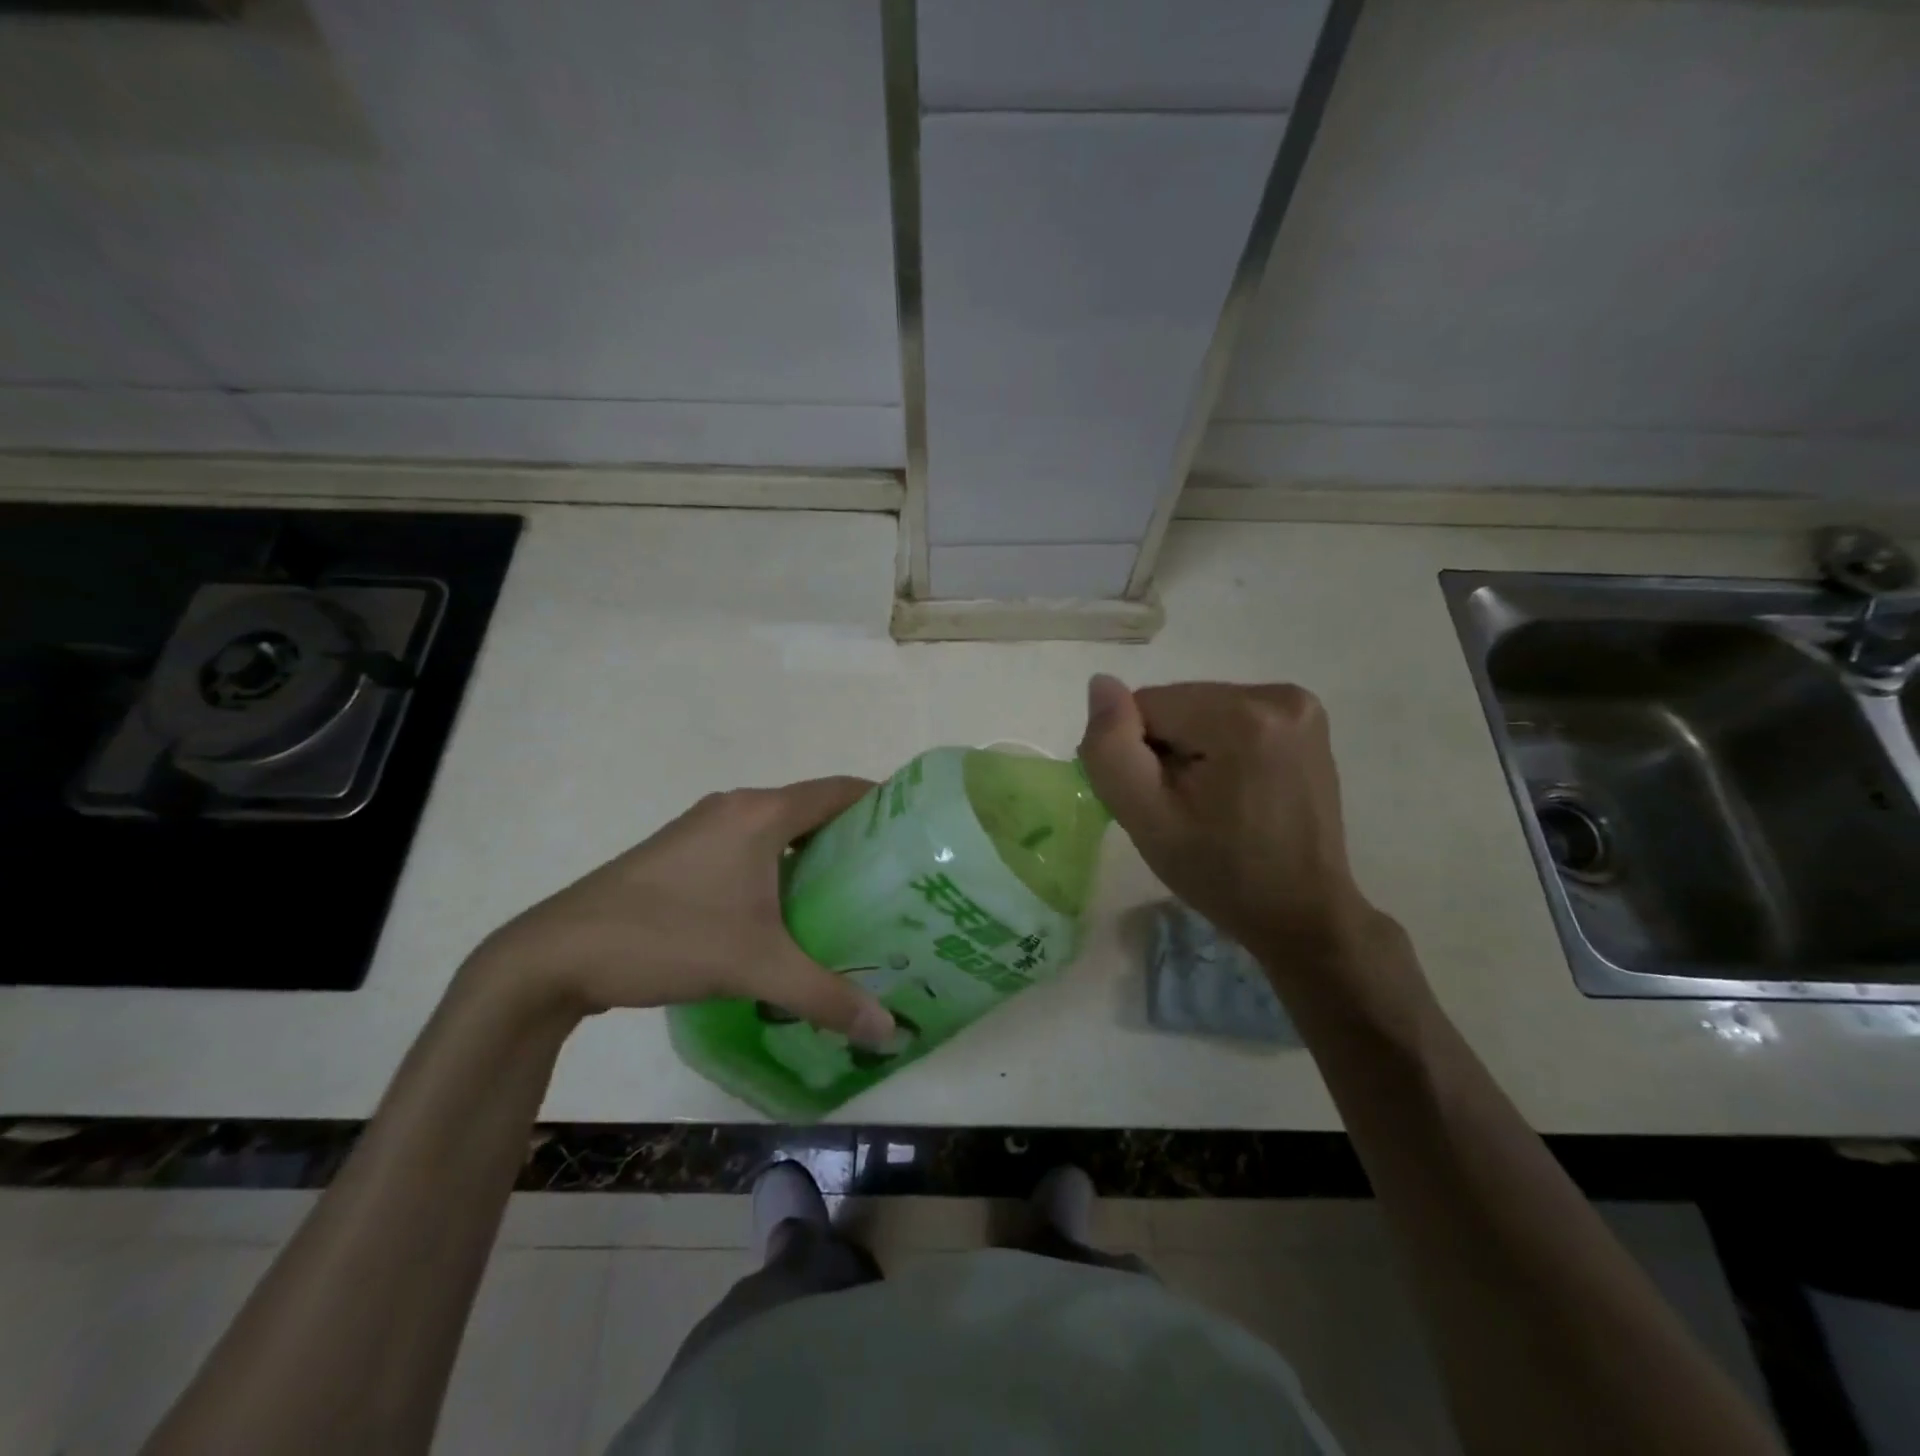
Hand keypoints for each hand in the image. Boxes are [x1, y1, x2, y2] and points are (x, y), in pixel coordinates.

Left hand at [468, 779, 896, 1045]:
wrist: (556, 953)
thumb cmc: (668, 938)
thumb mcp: (756, 968)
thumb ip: (827, 997)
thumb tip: (889, 1030)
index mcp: (761, 814)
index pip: (840, 790)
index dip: (882, 804)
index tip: (915, 834)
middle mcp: (736, 808)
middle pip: (812, 808)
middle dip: (853, 837)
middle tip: (892, 878)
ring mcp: (703, 827)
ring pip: (777, 830)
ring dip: (812, 854)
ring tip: (850, 897)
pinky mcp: (680, 853)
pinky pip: (748, 846)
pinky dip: (778, 866)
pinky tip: (786, 912)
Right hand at [1077, 675, 1373, 962]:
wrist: (1302, 914)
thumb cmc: (1221, 874)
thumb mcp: (1148, 820)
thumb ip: (1111, 749)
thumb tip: (1100, 684)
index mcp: (1242, 717)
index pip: (1146, 706)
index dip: (1138, 754)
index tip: (1161, 802)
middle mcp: (1277, 696)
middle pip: (1176, 704)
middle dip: (1167, 749)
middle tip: (1185, 808)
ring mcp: (1299, 705)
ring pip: (1200, 710)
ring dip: (1191, 749)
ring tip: (1212, 802)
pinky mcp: (1307, 720)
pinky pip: (1230, 717)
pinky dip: (1218, 747)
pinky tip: (1235, 789)